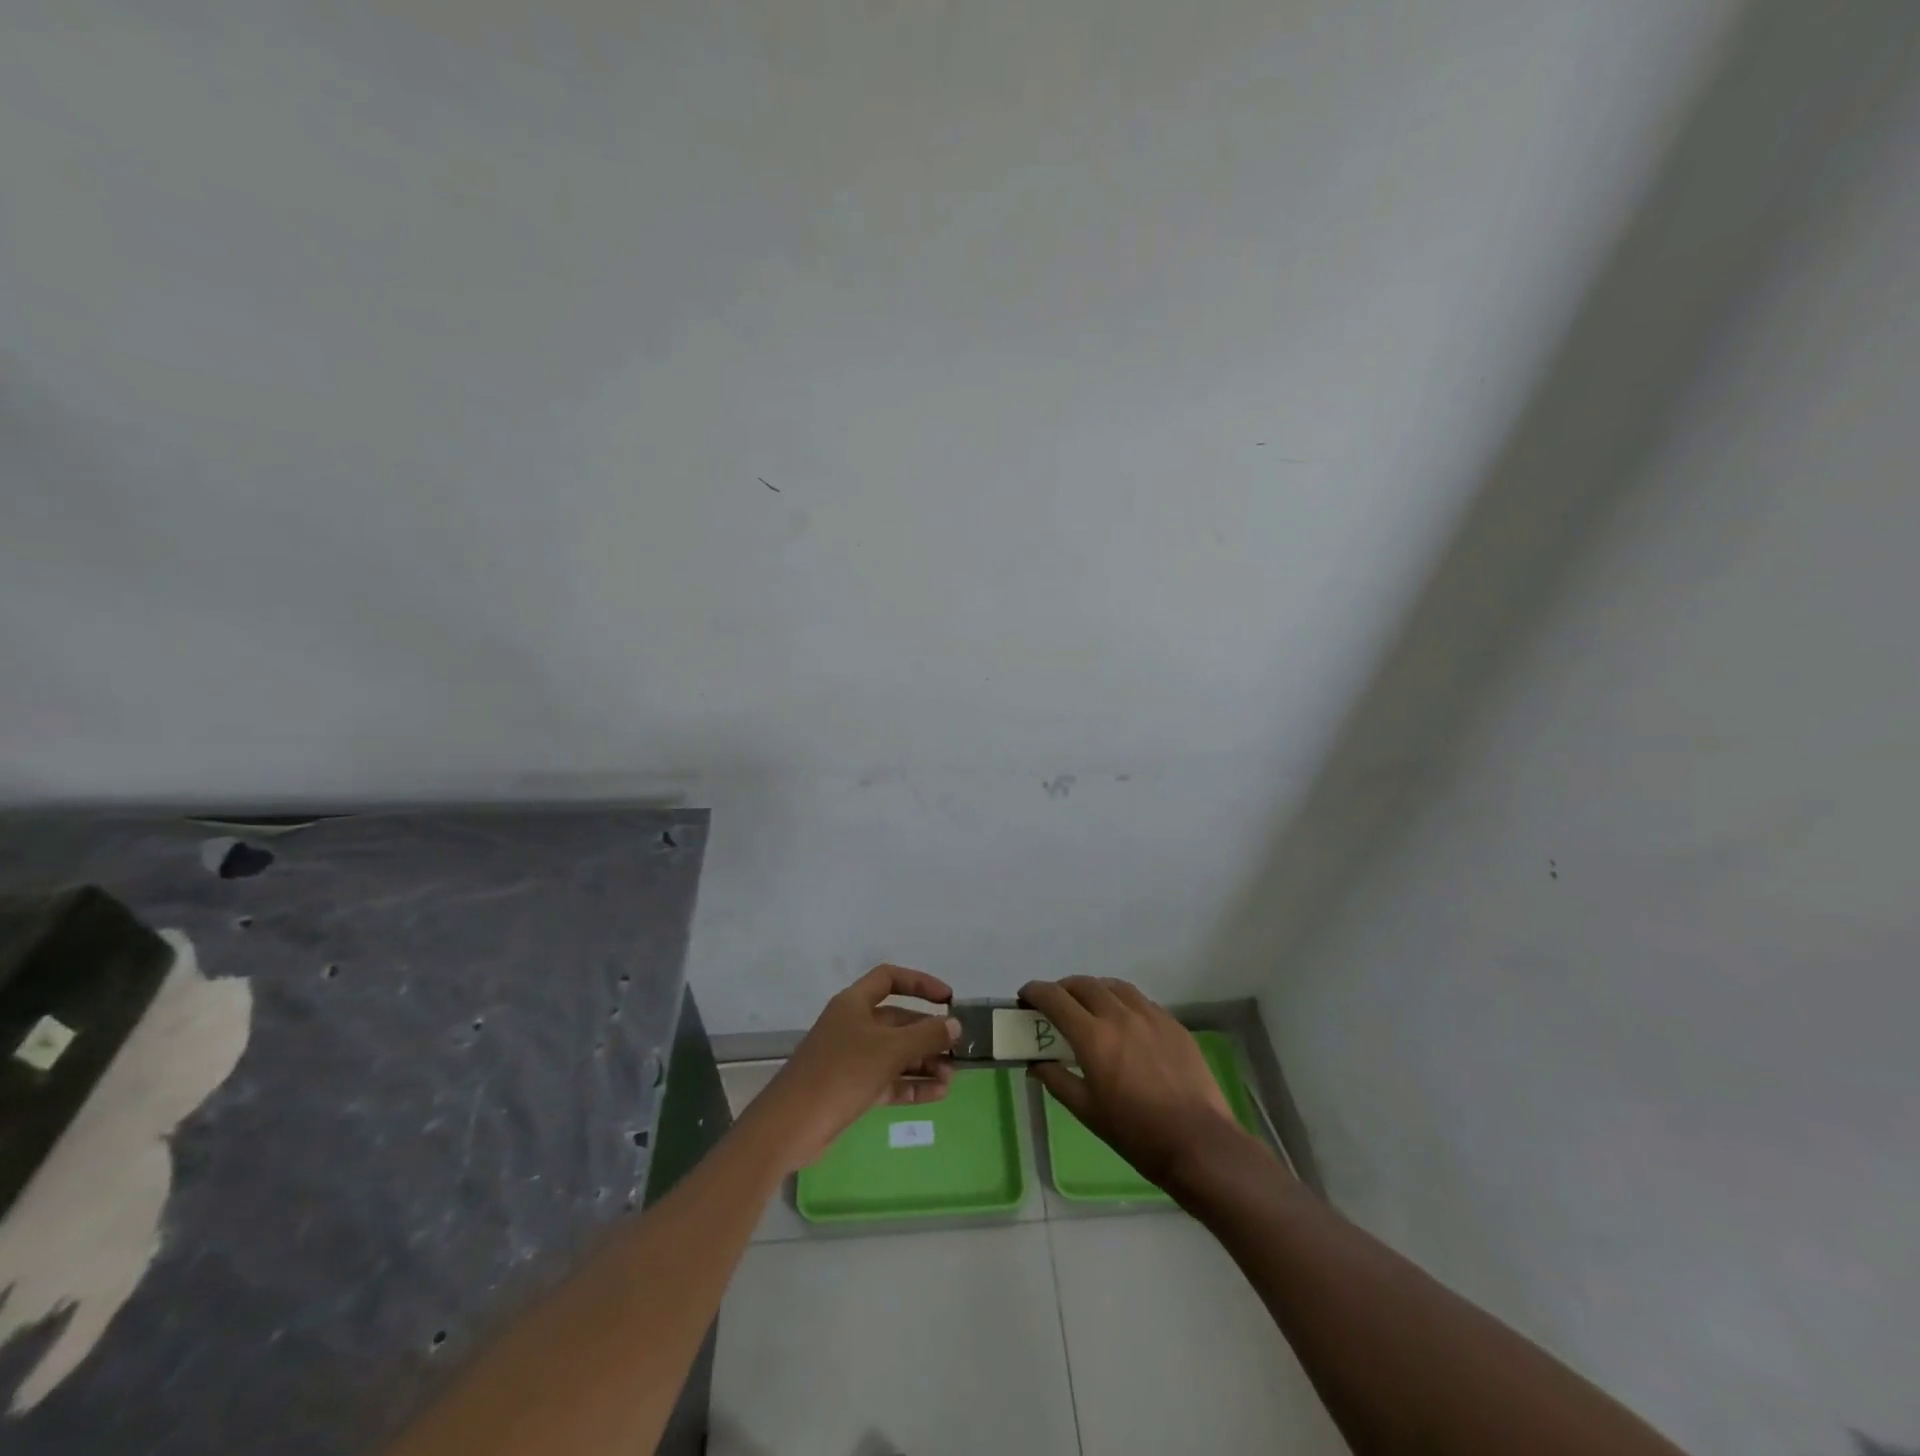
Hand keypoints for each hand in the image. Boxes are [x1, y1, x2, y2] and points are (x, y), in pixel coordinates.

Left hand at [749, 965, 959, 1171]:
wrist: (791, 1125)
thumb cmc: (841, 1073)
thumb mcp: (889, 1050)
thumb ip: (925, 1036)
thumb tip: (954, 1024)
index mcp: (854, 1003)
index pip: (890, 978)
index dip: (920, 983)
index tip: (947, 1000)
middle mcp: (853, 1025)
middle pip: (897, 1020)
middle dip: (928, 1033)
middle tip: (957, 1049)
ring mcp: (851, 1058)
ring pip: (895, 1053)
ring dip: (924, 1062)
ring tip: (952, 1077)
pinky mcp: (852, 1088)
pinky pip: (889, 1080)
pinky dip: (911, 1084)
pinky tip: (938, 1094)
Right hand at [1020, 977, 1250, 1191]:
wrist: (1199, 1143)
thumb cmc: (1136, 1133)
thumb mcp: (1087, 1112)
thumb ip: (1057, 1080)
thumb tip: (1036, 1064)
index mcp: (1093, 1037)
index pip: (1055, 998)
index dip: (1035, 992)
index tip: (1025, 997)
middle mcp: (1119, 1015)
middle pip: (1083, 984)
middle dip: (1063, 988)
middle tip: (1055, 1004)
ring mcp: (1150, 1015)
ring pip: (1114, 986)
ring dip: (1094, 990)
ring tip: (1089, 1006)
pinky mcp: (1173, 1023)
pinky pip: (1140, 1000)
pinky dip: (1122, 1002)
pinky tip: (1124, 1022)